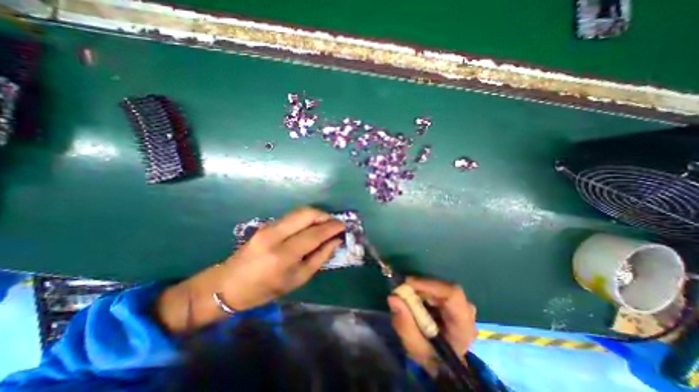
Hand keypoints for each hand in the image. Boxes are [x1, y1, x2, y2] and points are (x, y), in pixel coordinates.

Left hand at [215, 207, 342, 310]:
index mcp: (284, 255)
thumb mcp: (297, 279)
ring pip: (299, 211)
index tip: (343, 225)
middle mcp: (275, 235)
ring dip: (316, 215)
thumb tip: (336, 241)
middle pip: (306, 214)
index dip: (332, 227)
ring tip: (325, 223)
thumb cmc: (265, 289)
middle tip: (334, 223)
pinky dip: (306, 218)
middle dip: (324, 215)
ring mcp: (269, 227)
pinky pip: (292, 216)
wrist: (228, 285)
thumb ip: (320, 258)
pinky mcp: (266, 224)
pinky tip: (310, 226)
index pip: (314, 234)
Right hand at [388, 276, 480, 376]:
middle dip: (421, 287)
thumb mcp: (415, 347)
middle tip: (403, 291)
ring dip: (422, 289)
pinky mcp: (454, 302)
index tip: (407, 284)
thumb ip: (405, 324)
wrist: (443, 364)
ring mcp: (462, 305)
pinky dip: (424, 291)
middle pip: (444, 287)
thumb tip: (393, 297)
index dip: (429, 285)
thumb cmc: (431, 357)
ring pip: (440, 286)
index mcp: (463, 326)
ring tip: (408, 298)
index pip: (452, 294)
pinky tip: (416, 300)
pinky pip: (438, 289)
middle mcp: (467, 312)